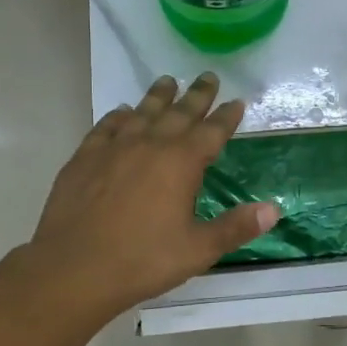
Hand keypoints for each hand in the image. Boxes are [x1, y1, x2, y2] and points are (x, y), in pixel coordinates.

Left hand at [29, 72, 279, 317]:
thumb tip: (273, 209)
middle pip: (179, 113)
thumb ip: (236, 227)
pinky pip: (106, 127)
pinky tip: (122, 112)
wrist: (73, 268)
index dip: (227, 116)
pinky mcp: (84, 158)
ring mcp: (114, 148)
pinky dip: (118, 116)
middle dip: (197, 95)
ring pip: (142, 112)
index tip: (237, 101)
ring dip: (158, 96)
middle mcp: (150, 145)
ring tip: (167, 81)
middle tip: (208, 76)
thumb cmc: (142, 260)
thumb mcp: (198, 249)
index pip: (212, 131)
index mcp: (181, 163)